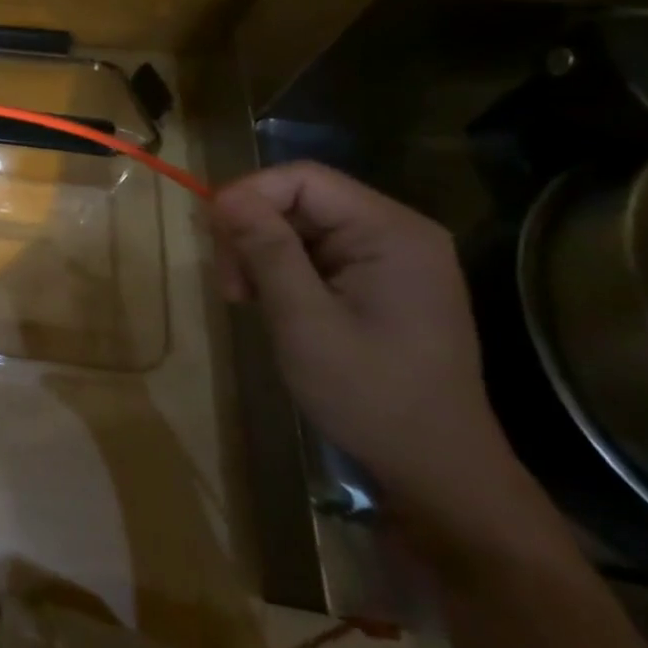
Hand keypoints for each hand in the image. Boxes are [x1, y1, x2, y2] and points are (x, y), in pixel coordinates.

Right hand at [209, 162, 514, 514]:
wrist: (435, 468)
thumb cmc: (370, 394)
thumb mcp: (304, 320)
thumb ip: (267, 250)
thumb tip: (224, 195)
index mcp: (391, 232)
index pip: (303, 179)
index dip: (247, 195)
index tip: (212, 237)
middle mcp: (396, 232)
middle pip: (298, 200)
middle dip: (251, 233)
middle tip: (229, 285)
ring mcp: (391, 257)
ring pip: (299, 226)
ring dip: (260, 255)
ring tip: (243, 299)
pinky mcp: (379, 280)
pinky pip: (314, 252)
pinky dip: (280, 271)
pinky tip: (269, 303)